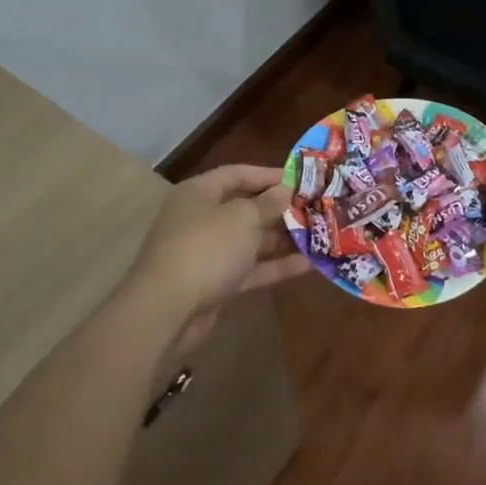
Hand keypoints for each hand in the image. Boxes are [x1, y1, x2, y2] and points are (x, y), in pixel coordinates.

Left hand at [124, 164, 312, 318]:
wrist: (166, 310)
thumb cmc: (206, 249)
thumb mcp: (242, 218)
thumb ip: (268, 203)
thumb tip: (285, 190)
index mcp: (200, 193)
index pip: (238, 174)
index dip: (269, 175)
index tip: (302, 180)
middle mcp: (202, 218)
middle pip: (246, 207)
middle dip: (280, 209)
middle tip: (316, 209)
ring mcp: (208, 252)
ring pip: (250, 240)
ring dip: (282, 238)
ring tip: (319, 235)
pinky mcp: (216, 282)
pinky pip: (250, 268)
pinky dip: (275, 266)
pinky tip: (308, 265)